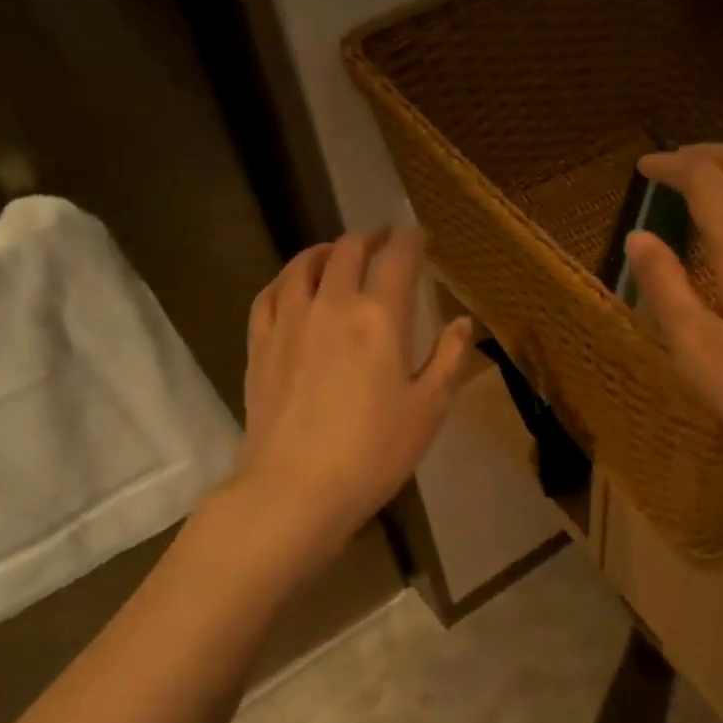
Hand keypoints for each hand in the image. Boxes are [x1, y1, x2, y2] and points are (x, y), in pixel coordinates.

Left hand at [236, 227, 471, 559]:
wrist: (296, 487)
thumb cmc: (374, 451)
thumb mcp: (428, 409)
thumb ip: (449, 359)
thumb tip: (462, 322)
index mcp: (380, 317)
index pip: (397, 258)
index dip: (409, 239)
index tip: (417, 235)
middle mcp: (332, 304)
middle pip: (348, 250)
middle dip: (370, 239)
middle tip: (383, 242)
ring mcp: (289, 320)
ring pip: (303, 264)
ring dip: (326, 250)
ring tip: (337, 254)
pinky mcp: (260, 343)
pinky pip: (269, 293)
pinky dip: (286, 278)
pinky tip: (293, 286)